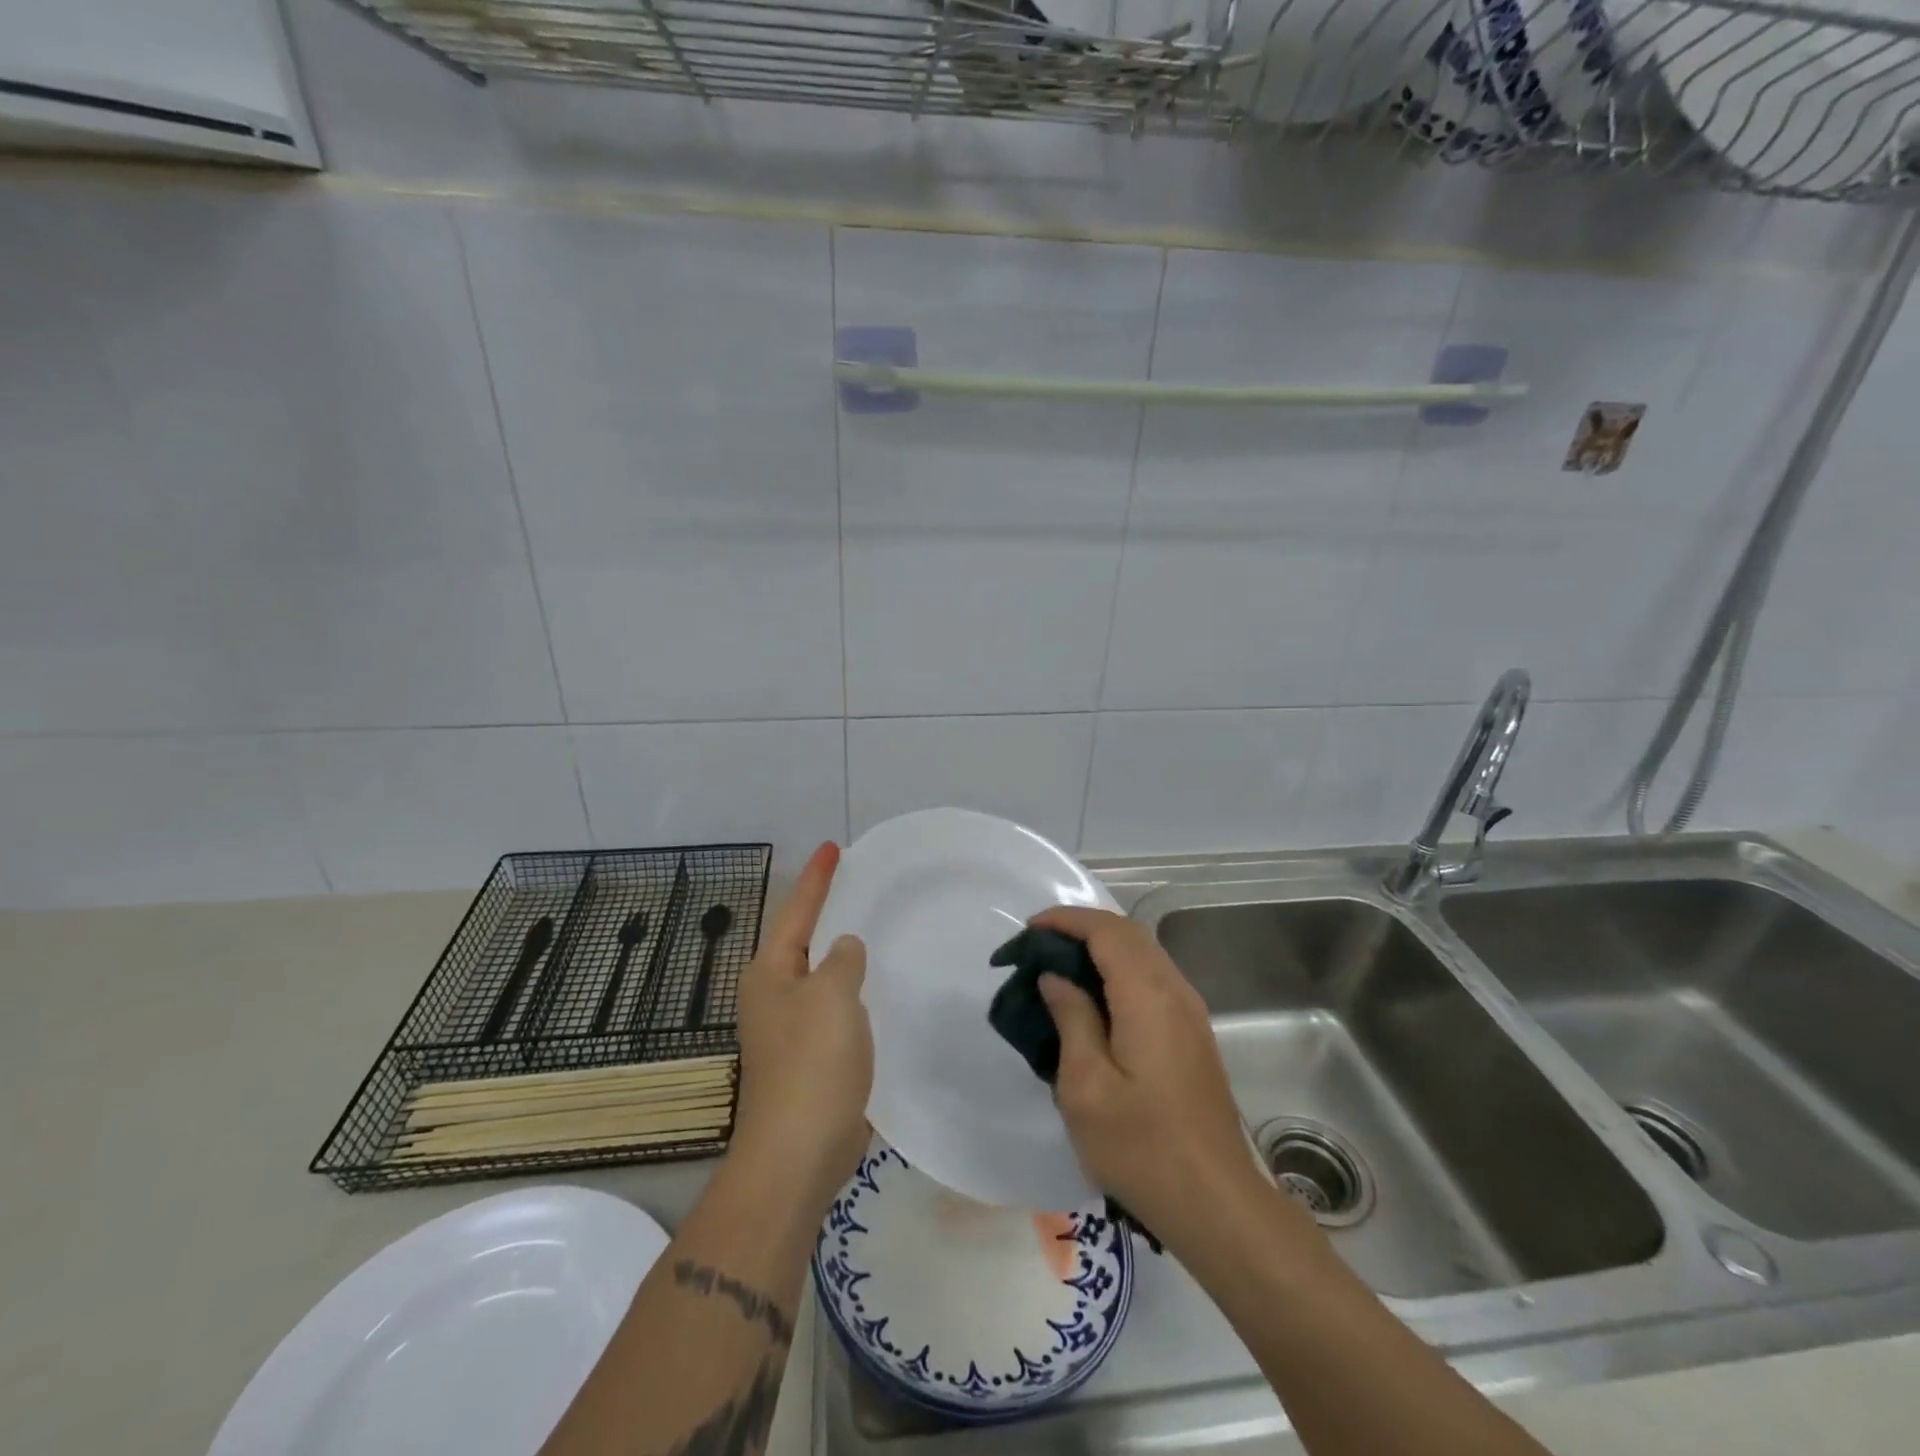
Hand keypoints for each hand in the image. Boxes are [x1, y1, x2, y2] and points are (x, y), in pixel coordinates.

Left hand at [733, 842, 872, 1209]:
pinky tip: (879, 986)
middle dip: (828, 911)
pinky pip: (835, 1007)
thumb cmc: (812, 1064)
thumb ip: (842, 960)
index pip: (797, 911)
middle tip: (859, 883)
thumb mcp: (832, 996)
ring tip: (874, 926)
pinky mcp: (811, 1057)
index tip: (834, 847)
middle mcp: (773, 994)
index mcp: (769, 973)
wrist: (798, 1152)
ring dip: (843, 953)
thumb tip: (844, 948)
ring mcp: (790, 1028)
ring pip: (821, 975)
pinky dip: (854, 990)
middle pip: (804, 940)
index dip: (817, 878)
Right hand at [1032, 906, 1263, 1249]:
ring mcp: (1190, 1012)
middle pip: (1128, 933)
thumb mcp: (1086, 1086)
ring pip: (1143, 954)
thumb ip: (1071, 1018)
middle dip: (1081, 929)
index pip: (1106, 930)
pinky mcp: (1193, 1033)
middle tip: (1038, 948)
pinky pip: (1152, 978)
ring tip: (1059, 969)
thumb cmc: (1142, 1147)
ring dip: (1101, 948)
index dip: (1066, 920)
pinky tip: (1094, 1000)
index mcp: (1148, 996)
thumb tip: (1056, 977)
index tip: (1028, 930)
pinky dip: (1118, 970)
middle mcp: (1175, 991)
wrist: (1216, 1203)